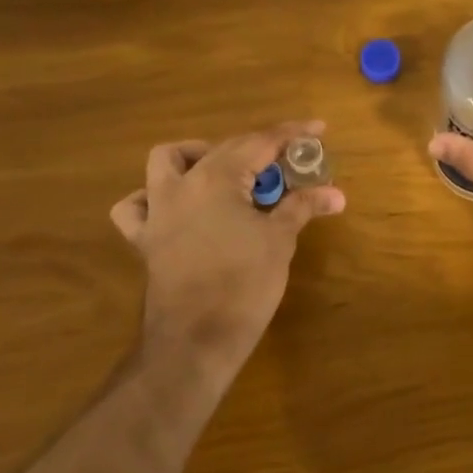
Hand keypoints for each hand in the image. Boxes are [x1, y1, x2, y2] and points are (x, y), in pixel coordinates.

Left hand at [110, 122, 345, 380]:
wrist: (195, 342)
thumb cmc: (243, 284)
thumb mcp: (280, 240)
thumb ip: (303, 206)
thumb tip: (335, 194)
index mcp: (217, 179)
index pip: (261, 142)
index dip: (292, 134)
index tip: (318, 129)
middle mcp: (182, 185)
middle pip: (225, 148)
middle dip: (260, 148)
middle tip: (289, 162)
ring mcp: (158, 212)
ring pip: (166, 162)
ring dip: (196, 157)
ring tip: (227, 172)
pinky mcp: (146, 240)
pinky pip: (136, 207)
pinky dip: (153, 198)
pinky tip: (177, 206)